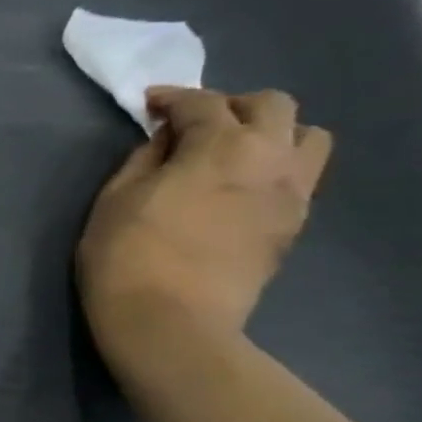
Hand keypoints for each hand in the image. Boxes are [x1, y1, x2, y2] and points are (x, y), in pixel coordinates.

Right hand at [77, 87, 332, 379]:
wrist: (171, 322)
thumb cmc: (126, 256)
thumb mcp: (115, 200)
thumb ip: (144, 159)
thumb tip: (167, 142)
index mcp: (220, 145)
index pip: (202, 102)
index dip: (172, 98)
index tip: (149, 105)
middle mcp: (271, 157)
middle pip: (271, 105)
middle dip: (230, 106)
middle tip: (194, 126)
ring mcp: (293, 192)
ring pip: (306, 136)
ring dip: (271, 133)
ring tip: (233, 154)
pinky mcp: (295, 224)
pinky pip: (301, 177)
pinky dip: (275, 169)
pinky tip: (240, 189)